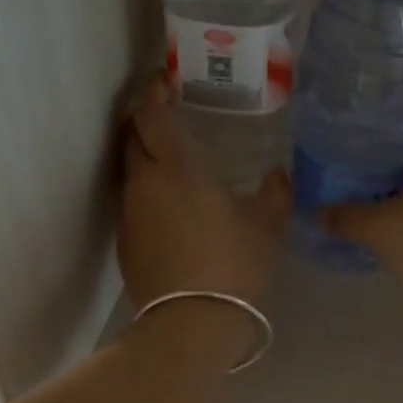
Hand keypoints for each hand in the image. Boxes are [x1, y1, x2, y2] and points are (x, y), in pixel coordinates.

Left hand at [118, 74, 291, 315]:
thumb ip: (274, 193)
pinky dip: (148, 194)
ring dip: (146, 159)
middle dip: (146, 121)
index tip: (164, 79)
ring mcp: (130, 214)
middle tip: (169, 117)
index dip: (153, 90)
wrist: (191, 324)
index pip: (151, 113)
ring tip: (175, 165)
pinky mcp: (125, 243)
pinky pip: (134, 204)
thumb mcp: (267, 225)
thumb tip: (277, 177)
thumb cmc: (234, 264)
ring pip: (132, 171)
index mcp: (178, 167)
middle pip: (133, 137)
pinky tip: (173, 210)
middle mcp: (145, 182)